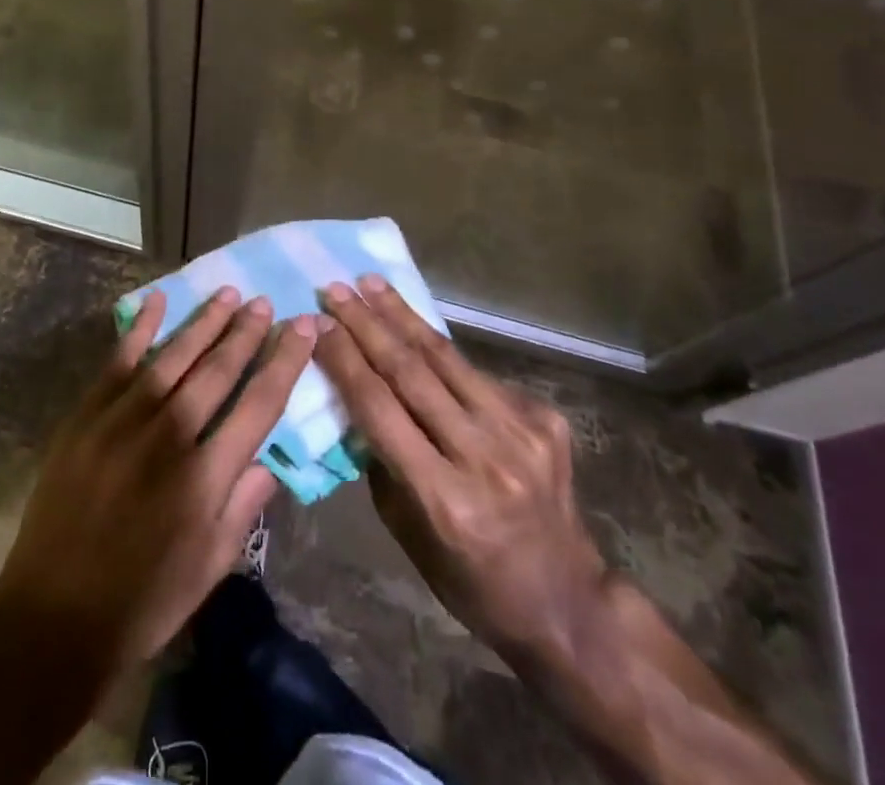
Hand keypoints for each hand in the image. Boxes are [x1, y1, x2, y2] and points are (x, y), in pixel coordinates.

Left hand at [0, 288, 320, 676]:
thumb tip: (271, 459)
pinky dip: (139, 328)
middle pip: (218, 370)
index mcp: (205, 477)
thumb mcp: (211, 567)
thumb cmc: (143, 599)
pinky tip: (157, 300)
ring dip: (204, 322)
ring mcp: (123, 420)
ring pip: (174, 357)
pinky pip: (118, 361)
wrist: (53, 616)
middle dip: (246, 333)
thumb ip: (244, 506)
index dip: (284, 362)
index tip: (303, 328)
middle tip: (265, 302)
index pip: (259, 404)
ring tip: (228, 294)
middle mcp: (169, 436)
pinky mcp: (87, 416)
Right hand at [316, 276, 606, 669]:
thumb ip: (383, 461)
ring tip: (373, 284)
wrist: (567, 601)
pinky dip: (442, 353)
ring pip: (448, 358)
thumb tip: (356, 396)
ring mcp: (522, 432)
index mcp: (445, 498)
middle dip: (367, 324)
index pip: (380, 408)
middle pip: (411, 372)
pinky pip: (479, 375)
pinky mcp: (545, 418)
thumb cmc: (471, 580)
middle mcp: (485, 457)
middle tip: (337, 289)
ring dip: (403, 316)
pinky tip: (417, 331)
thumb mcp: (408, 532)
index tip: (318, 324)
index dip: (345, 360)